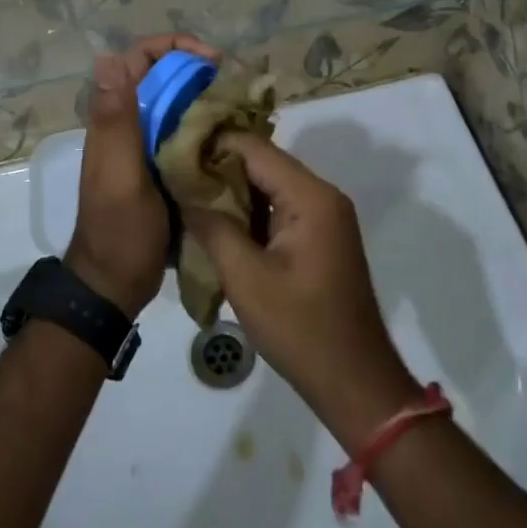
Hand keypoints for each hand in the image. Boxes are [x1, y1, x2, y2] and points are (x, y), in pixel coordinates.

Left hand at [67, 34, 220, 318]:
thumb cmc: (118, 228)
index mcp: (115, 117)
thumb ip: (116, 120)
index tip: (212, 61)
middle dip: (198, 71)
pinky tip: (236, 138)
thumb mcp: (119, 174)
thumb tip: (109, 58)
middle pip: (163, 77)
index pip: (139, 59)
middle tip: (235, 86)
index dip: (174, 48)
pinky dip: (209, 128)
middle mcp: (130, 123)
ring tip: (242, 108)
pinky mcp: (163, 167)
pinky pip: (187, 133)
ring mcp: (146, 146)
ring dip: (206, 98)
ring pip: (177, 104)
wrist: (115, 283)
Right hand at [182, 137, 419, 447]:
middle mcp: (321, 195)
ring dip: (230, 191)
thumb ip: (212, 226)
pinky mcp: (318, 237)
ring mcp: (323, 216)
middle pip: (262, 163)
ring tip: (185, 196)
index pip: (254, 148)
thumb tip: (184, 190)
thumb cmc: (300, 329)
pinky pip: (278, 209)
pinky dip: (248, 212)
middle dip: (217, 168)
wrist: (354, 382)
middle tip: (172, 176)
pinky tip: (214, 222)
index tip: (171, 151)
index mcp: (311, 196)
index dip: (211, 145)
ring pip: (268, 186)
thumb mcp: (246, 278)